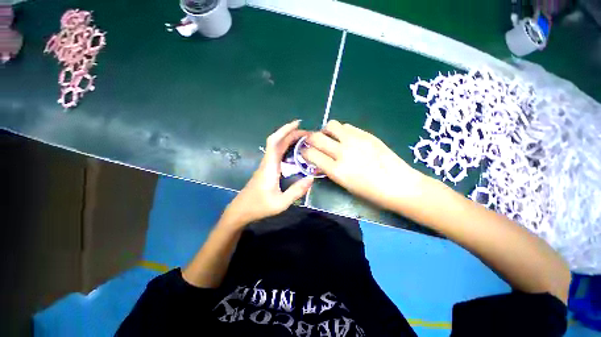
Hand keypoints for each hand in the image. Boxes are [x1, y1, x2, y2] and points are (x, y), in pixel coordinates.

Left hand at [222, 120, 313, 227]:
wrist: (241, 210)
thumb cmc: (259, 206)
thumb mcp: (280, 203)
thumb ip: (296, 191)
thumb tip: (311, 178)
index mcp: (269, 167)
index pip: (275, 142)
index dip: (285, 130)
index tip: (298, 124)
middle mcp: (267, 162)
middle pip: (277, 141)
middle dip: (291, 133)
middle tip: (307, 134)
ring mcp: (266, 165)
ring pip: (276, 146)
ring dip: (288, 139)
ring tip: (303, 140)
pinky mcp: (267, 169)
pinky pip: (277, 153)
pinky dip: (286, 147)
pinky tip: (294, 151)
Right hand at [302, 120, 426, 211]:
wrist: (398, 184)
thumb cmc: (370, 192)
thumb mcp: (344, 185)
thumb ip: (329, 170)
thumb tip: (318, 161)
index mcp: (336, 170)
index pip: (311, 154)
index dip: (304, 152)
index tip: (304, 152)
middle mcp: (343, 152)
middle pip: (316, 137)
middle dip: (310, 139)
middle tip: (312, 142)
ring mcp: (355, 140)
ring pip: (331, 125)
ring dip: (325, 131)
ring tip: (330, 138)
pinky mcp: (366, 134)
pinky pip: (346, 126)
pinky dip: (341, 131)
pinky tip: (345, 138)